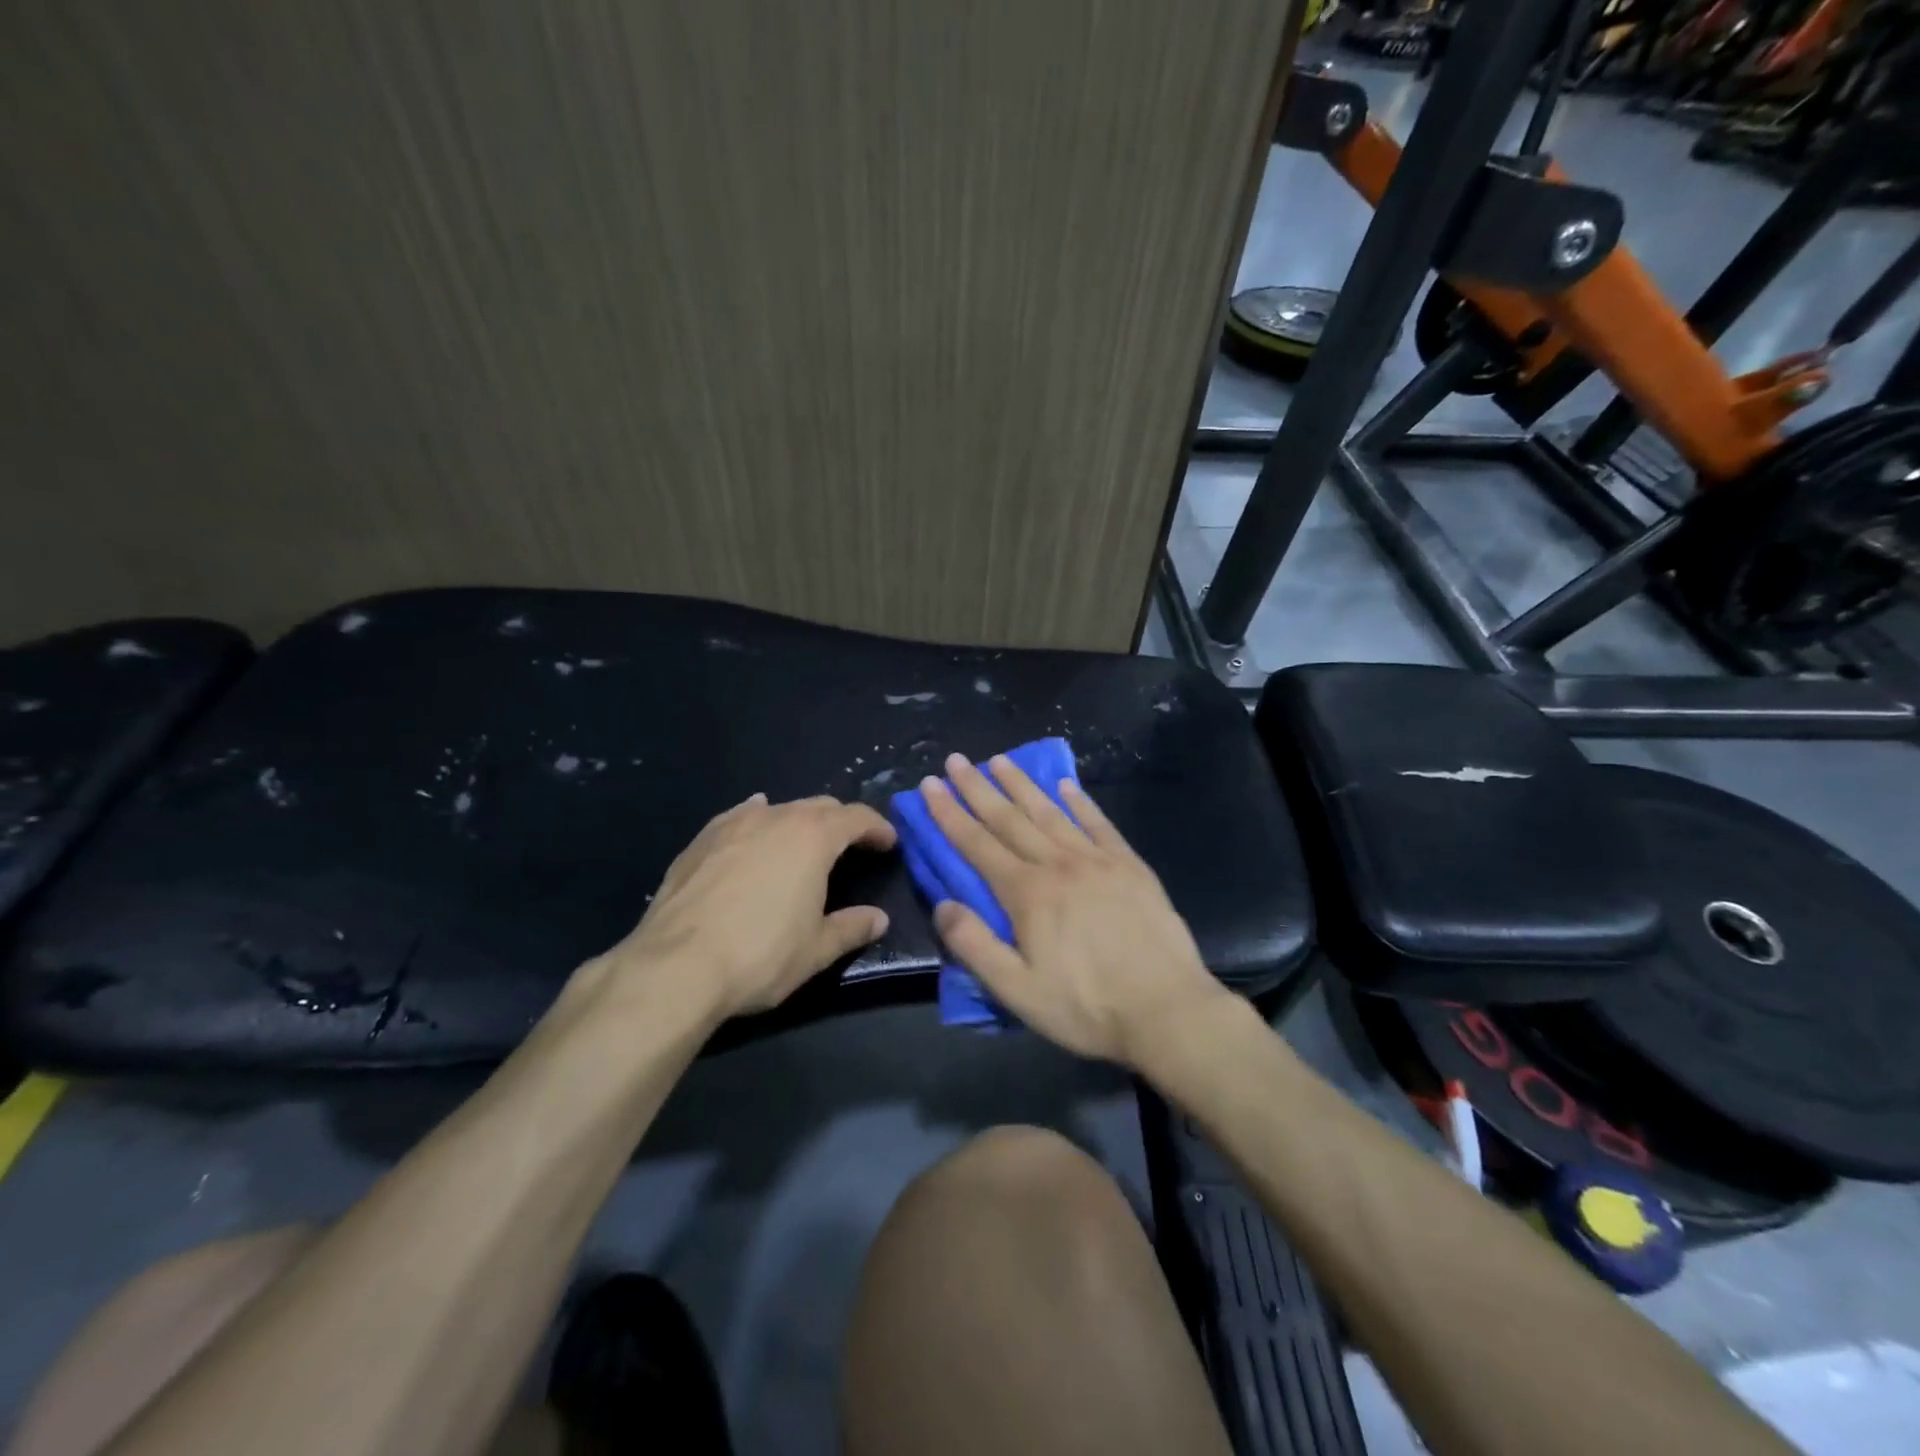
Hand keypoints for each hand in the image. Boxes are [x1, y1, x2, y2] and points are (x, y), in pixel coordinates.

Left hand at [590, 793, 897, 1019]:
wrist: (675, 966)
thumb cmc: (759, 956)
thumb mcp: (816, 949)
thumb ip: (851, 928)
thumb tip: (878, 919)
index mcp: (812, 838)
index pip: (856, 818)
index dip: (877, 827)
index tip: (889, 842)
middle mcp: (775, 818)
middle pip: (819, 806)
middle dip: (841, 822)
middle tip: (853, 845)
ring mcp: (733, 825)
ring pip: (778, 809)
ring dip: (799, 821)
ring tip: (804, 841)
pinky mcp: (700, 840)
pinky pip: (739, 818)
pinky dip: (757, 820)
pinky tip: (753, 830)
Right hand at [920, 753, 1229, 1066]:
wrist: (1166, 1009)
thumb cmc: (1086, 1006)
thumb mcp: (1017, 991)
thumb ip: (974, 945)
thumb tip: (942, 904)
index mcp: (1027, 893)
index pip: (977, 844)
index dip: (949, 813)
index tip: (930, 785)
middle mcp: (1058, 864)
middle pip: (1009, 818)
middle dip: (978, 788)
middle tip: (956, 759)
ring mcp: (1097, 860)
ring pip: (1051, 812)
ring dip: (1022, 785)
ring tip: (1000, 760)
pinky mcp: (1130, 865)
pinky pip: (1099, 823)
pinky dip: (1080, 801)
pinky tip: (1068, 785)